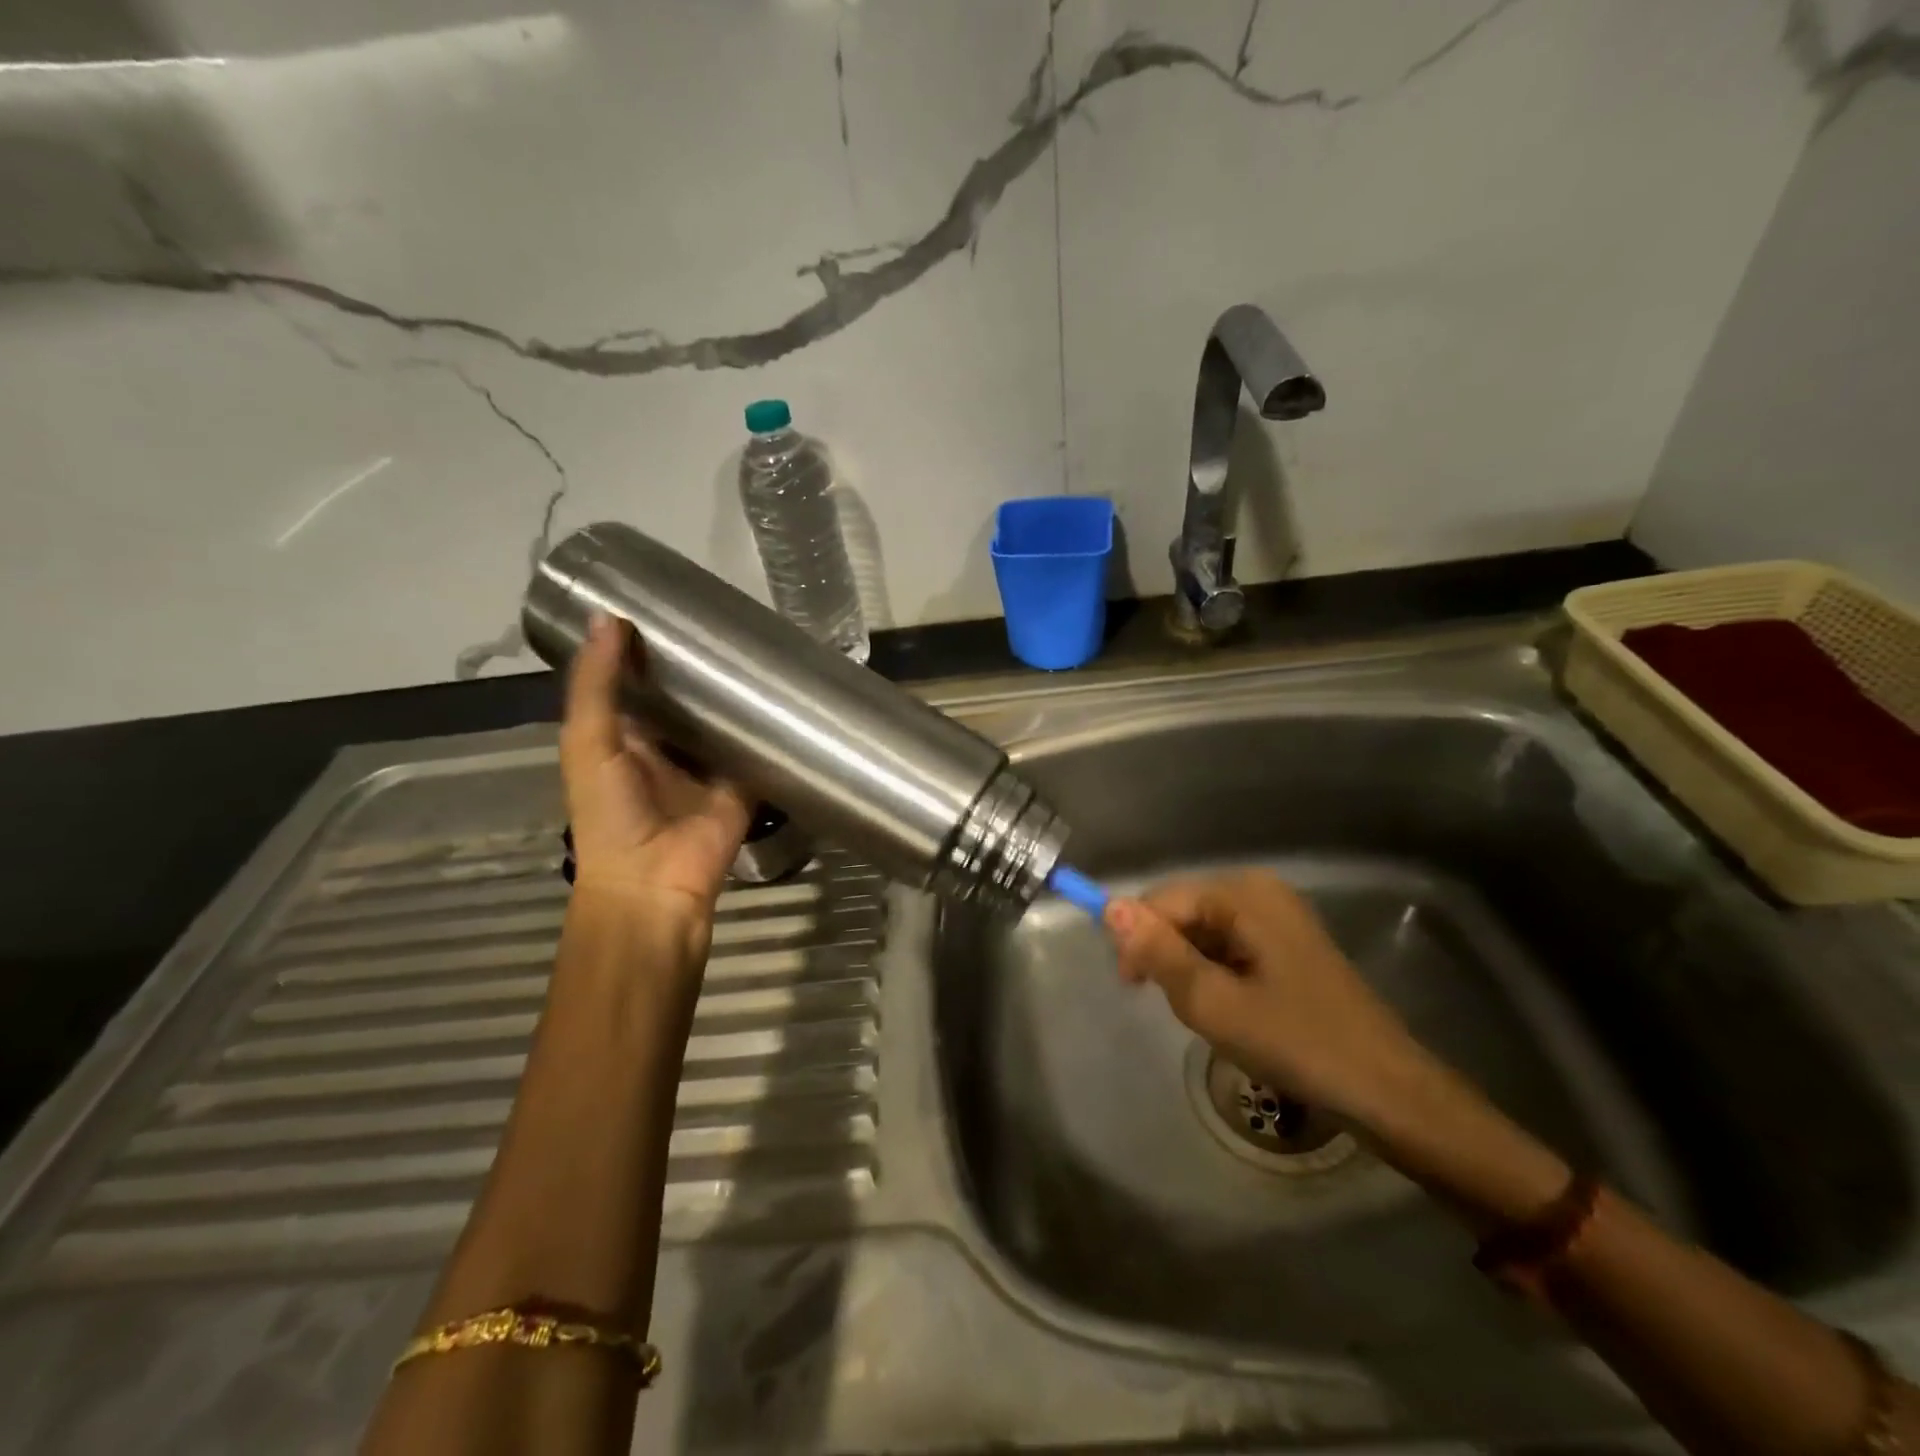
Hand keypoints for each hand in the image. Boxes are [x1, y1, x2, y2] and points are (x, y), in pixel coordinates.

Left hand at [559, 614, 751, 941]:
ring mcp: (707, 762)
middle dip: (698, 664)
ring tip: (760, 641)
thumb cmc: (610, 812)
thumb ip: (596, 685)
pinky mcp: (743, 779)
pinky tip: (785, 689)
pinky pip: (756, 746)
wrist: (656, 882)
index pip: (635, 680)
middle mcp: (667, 744)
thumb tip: (611, 616)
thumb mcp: (588, 742)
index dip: (645, 645)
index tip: (667, 603)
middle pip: (684, 695)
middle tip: (724, 616)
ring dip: (735, 690)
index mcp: (623, 733)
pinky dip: (767, 725)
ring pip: (722, 717)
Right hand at [1103, 870, 1425, 1125]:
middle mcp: (1259, 890)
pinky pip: (1228, 945)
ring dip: (1190, 969)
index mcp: (1242, 894)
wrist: (1386, 1091)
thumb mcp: (1213, 1002)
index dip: (1138, 941)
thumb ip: (1158, 952)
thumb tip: (1110, 907)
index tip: (1133, 990)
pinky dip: (1215, 974)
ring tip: (1208, 1014)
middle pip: (1182, 912)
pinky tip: (1231, 1010)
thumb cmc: (1295, 1043)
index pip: (1161, 901)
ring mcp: (1277, 915)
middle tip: (1179, 1008)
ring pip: (1202, 931)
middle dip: (1166, 956)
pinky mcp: (1287, 942)